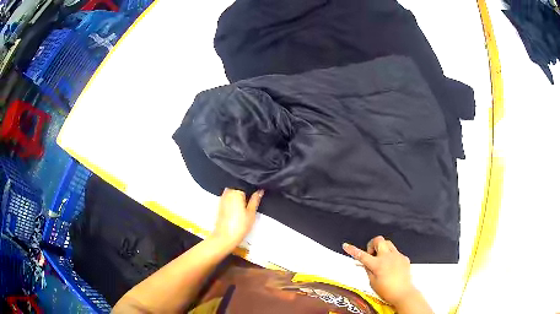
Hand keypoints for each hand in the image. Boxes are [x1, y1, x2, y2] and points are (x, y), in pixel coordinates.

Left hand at [210, 188, 263, 249]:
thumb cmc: (239, 226)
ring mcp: (222, 198)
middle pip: (239, 186)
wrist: (224, 237)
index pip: (246, 183)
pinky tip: (240, 206)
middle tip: (255, 197)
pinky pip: (229, 197)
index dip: (253, 186)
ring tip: (248, 202)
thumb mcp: (251, 213)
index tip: (259, 190)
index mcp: (235, 191)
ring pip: (234, 192)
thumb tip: (260, 190)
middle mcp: (227, 192)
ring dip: (241, 195)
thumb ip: (255, 200)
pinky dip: (235, 199)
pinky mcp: (220, 204)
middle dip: (246, 190)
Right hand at [343, 236, 415, 305]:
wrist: (403, 293)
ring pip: (388, 243)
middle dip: (372, 245)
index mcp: (377, 264)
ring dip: (382, 248)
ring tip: (380, 259)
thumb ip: (368, 270)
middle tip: (371, 255)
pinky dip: (391, 256)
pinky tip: (391, 267)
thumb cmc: (386, 291)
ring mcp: (397, 256)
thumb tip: (365, 263)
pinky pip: (396, 252)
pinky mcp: (404, 258)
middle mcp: (388, 257)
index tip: (345, 245)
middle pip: (379, 240)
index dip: (352, 250)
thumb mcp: (372, 282)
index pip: (362, 255)